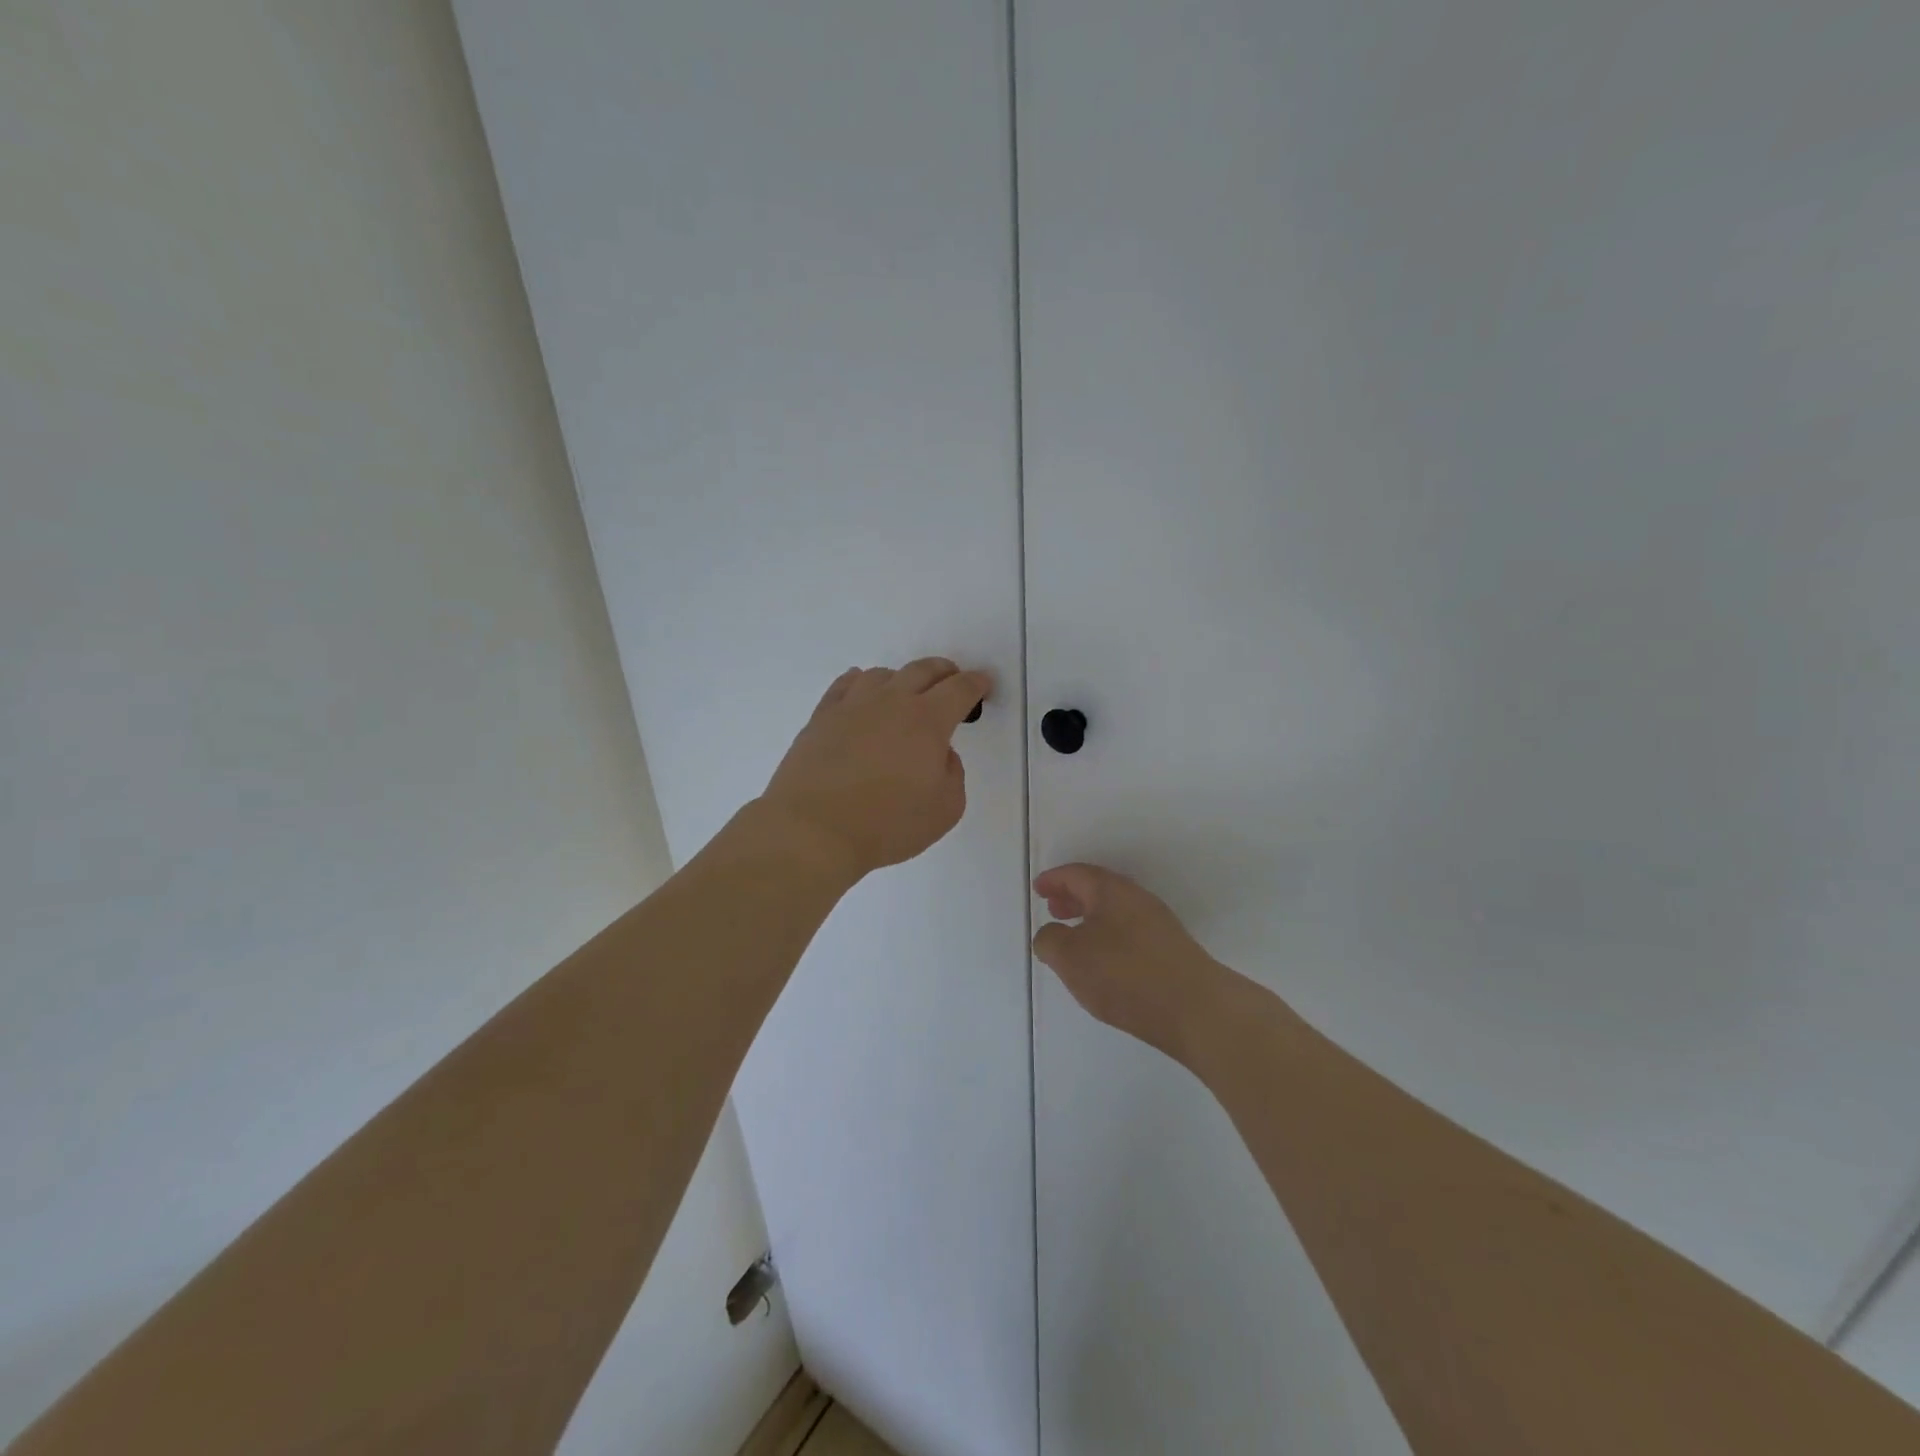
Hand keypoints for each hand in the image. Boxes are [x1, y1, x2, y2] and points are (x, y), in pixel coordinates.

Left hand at [758, 658, 992, 882]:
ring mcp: (853, 705)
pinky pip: (845, 685)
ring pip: (882, 675)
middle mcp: (892, 702)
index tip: (983, 684)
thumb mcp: (945, 809)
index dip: (976, 683)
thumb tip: (940, 754)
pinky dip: (861, 683)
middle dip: (943, 671)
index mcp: (927, 721)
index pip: (959, 689)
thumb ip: (952, 774)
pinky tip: (861, 692)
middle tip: (951, 680)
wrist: (813, 829)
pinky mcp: (822, 717)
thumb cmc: (887, 824)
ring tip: (905, 694)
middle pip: (923, 670)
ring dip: (902, 679)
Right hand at [1032, 864, 1229, 1063]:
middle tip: (1053, 909)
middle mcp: (1136, 899)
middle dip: (1073, 897)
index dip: (1054, 880)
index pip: (1076, 874)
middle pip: (1098, 889)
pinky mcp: (1170, 950)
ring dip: (1090, 919)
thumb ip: (1049, 940)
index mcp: (1111, 890)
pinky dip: (1108, 936)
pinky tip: (1103, 963)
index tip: (1038, 889)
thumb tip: (1050, 934)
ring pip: (1115, 912)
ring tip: (1073, 940)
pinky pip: (1129, 931)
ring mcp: (1157, 924)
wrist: (1195, 1009)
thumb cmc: (1125, 974)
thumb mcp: (1070, 957)